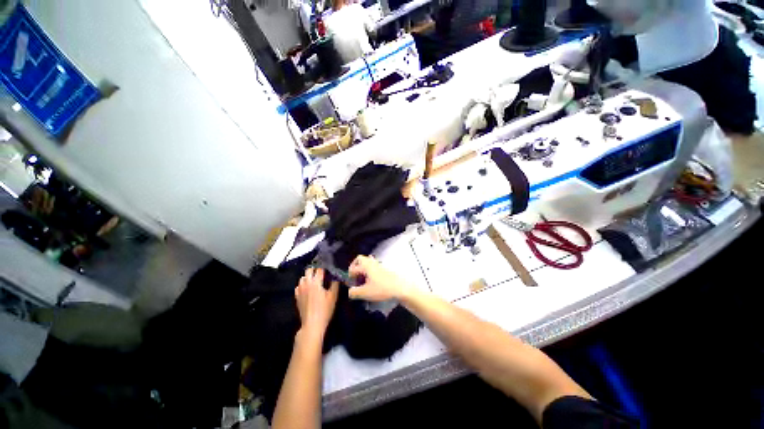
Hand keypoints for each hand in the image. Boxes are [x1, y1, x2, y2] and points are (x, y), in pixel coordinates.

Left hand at [295, 268, 338, 338]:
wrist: (312, 324)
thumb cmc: (325, 309)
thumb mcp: (333, 296)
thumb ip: (335, 284)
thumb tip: (336, 276)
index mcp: (316, 282)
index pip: (319, 269)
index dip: (324, 268)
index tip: (328, 269)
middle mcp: (306, 283)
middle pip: (308, 270)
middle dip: (315, 270)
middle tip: (321, 274)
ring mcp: (300, 290)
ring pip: (302, 278)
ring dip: (308, 277)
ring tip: (314, 281)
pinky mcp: (296, 296)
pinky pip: (298, 286)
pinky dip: (303, 285)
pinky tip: (308, 289)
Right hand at [348, 255, 414, 301]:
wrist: (401, 288)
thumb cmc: (382, 289)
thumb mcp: (365, 293)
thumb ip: (354, 292)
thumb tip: (350, 292)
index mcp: (366, 266)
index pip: (353, 268)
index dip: (349, 276)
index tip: (350, 284)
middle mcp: (372, 263)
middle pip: (360, 259)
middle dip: (355, 266)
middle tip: (354, 277)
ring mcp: (379, 265)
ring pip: (368, 262)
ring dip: (363, 269)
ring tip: (363, 280)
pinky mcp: (384, 269)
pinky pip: (374, 266)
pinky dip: (370, 271)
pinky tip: (372, 281)